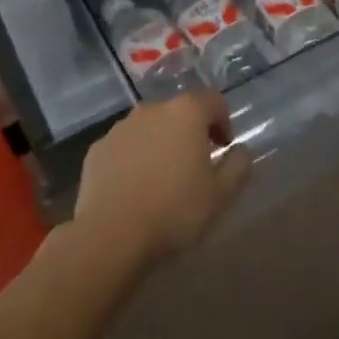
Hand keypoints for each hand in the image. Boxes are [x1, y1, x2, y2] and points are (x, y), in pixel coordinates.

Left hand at [73, 91, 251, 270]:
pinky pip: (124, 147)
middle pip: (179, 112)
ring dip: (160, 144)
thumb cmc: (175, 211)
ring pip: (149, 128)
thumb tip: (241, 151)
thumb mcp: (222, 195)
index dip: (223, 122)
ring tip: (163, 179)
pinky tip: (135, 189)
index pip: (213, 101)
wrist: (111, 236)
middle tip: (196, 166)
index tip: (223, 148)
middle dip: (190, 133)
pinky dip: (134, 159)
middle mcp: (152, 110)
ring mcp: (120, 128)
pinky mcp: (97, 150)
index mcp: (186, 113)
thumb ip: (239, 166)